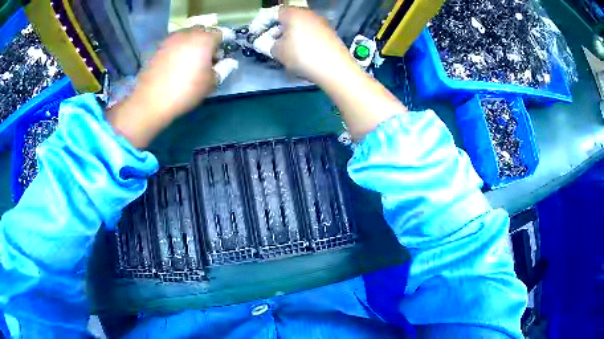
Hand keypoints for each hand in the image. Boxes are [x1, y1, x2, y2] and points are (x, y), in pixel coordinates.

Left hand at [107, 28, 220, 147]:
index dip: (222, 44)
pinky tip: (174, 65)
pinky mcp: (158, 47)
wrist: (152, 100)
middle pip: (202, 31)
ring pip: (186, 35)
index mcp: (204, 39)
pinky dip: (178, 49)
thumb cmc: (186, 91)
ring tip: (188, 61)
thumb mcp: (211, 83)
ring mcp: (171, 39)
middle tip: (205, 58)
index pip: (220, 34)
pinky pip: (174, 43)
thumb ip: (222, 69)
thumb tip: (227, 62)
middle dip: (206, 41)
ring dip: (191, 44)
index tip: (220, 57)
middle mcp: (188, 34)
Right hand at [272, 7, 354, 84]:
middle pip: (291, 18)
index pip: (276, 12)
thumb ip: (270, 45)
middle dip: (281, 28)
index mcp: (294, 13)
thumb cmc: (302, 55)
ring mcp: (322, 23)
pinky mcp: (331, 33)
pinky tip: (305, 52)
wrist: (335, 68)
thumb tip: (274, 43)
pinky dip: (306, 39)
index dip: (267, 22)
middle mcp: (309, 14)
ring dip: (294, 34)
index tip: (262, 33)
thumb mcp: (278, 52)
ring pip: (303, 25)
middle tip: (275, 42)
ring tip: (289, 49)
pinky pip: (313, 33)